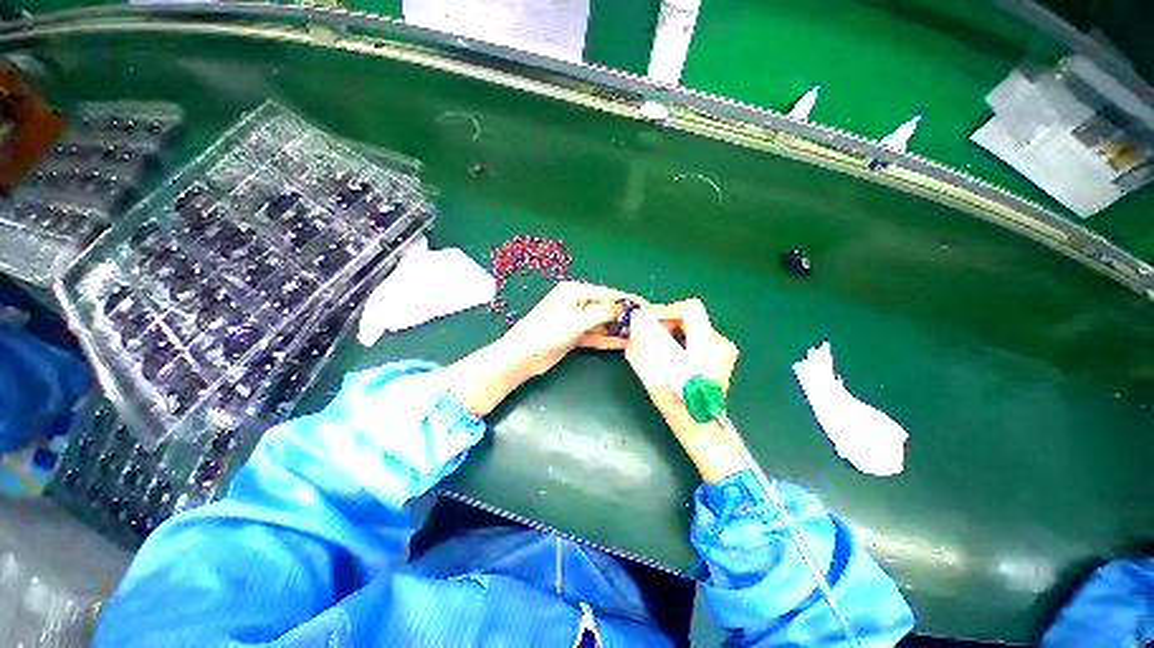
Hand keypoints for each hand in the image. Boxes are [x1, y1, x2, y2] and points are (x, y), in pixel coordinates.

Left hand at [444, 282, 637, 415]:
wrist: (522, 357)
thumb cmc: (546, 333)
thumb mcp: (576, 320)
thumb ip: (602, 312)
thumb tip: (623, 306)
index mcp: (574, 291)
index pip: (607, 293)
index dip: (627, 300)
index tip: (647, 306)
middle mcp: (575, 303)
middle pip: (605, 307)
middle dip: (624, 315)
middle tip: (646, 323)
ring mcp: (575, 320)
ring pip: (602, 322)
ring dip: (617, 328)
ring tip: (640, 334)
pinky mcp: (574, 335)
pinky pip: (595, 335)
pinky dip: (607, 339)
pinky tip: (624, 343)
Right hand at [625, 299, 745, 481]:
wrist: (701, 426)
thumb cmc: (678, 405)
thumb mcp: (654, 376)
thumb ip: (641, 346)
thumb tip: (635, 321)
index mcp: (707, 347)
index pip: (691, 309)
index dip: (667, 310)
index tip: (649, 321)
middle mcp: (720, 344)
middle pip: (691, 316)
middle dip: (667, 321)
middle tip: (648, 333)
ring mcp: (724, 349)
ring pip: (693, 326)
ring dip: (673, 331)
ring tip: (659, 345)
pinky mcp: (721, 355)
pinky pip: (697, 336)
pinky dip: (681, 339)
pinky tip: (672, 354)